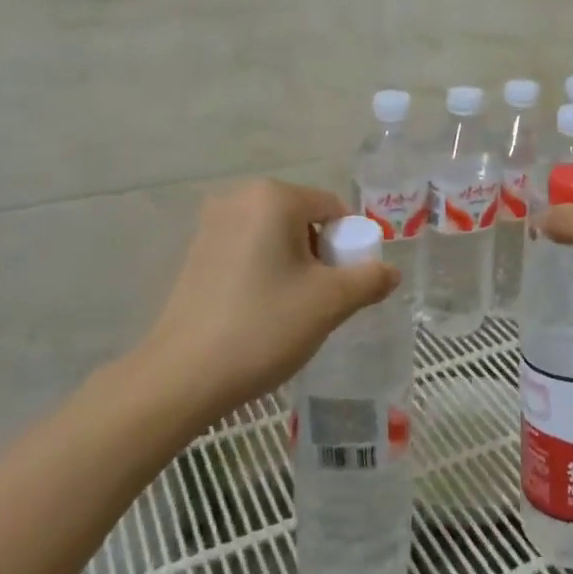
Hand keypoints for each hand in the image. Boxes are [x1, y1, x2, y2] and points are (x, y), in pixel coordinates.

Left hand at [132, 180, 399, 425]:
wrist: (181, 377)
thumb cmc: (263, 326)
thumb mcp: (330, 302)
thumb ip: (369, 279)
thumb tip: (391, 272)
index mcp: (273, 196)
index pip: (333, 209)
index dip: (350, 246)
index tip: (347, 286)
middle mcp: (239, 198)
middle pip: (304, 219)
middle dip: (321, 256)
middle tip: (321, 300)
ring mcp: (211, 224)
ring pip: (276, 236)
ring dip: (294, 265)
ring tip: (291, 309)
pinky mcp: (195, 252)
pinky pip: (248, 250)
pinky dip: (265, 271)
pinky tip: (261, 310)